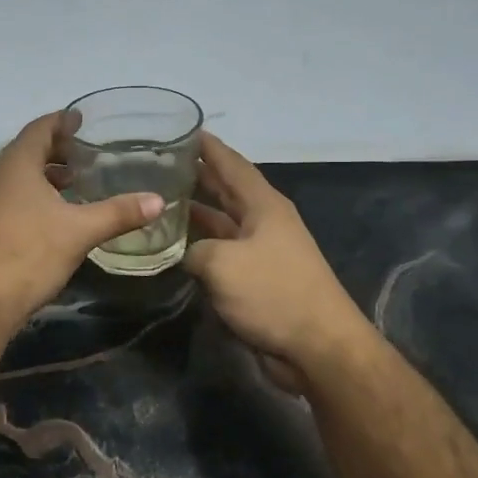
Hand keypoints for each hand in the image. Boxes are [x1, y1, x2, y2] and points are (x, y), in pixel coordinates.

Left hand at [0, 110, 164, 324]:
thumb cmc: (31, 253)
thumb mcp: (82, 231)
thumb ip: (120, 212)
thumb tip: (159, 201)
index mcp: (18, 166)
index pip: (39, 129)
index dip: (61, 121)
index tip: (82, 119)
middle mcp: (0, 178)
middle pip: (29, 150)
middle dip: (57, 147)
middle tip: (87, 150)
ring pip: (22, 175)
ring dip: (47, 172)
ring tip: (77, 179)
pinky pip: (17, 196)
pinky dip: (39, 193)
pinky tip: (60, 212)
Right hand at [185, 132, 373, 390]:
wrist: (317, 346)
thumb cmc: (273, 293)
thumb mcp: (223, 264)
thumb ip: (194, 250)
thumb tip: (184, 253)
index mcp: (264, 205)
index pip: (232, 165)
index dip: (208, 147)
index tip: (183, 130)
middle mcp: (264, 222)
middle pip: (227, 191)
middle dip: (197, 177)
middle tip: (161, 166)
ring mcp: (262, 252)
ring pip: (222, 224)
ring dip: (195, 215)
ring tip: (160, 204)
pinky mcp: (258, 281)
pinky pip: (223, 255)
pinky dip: (200, 249)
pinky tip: (175, 250)